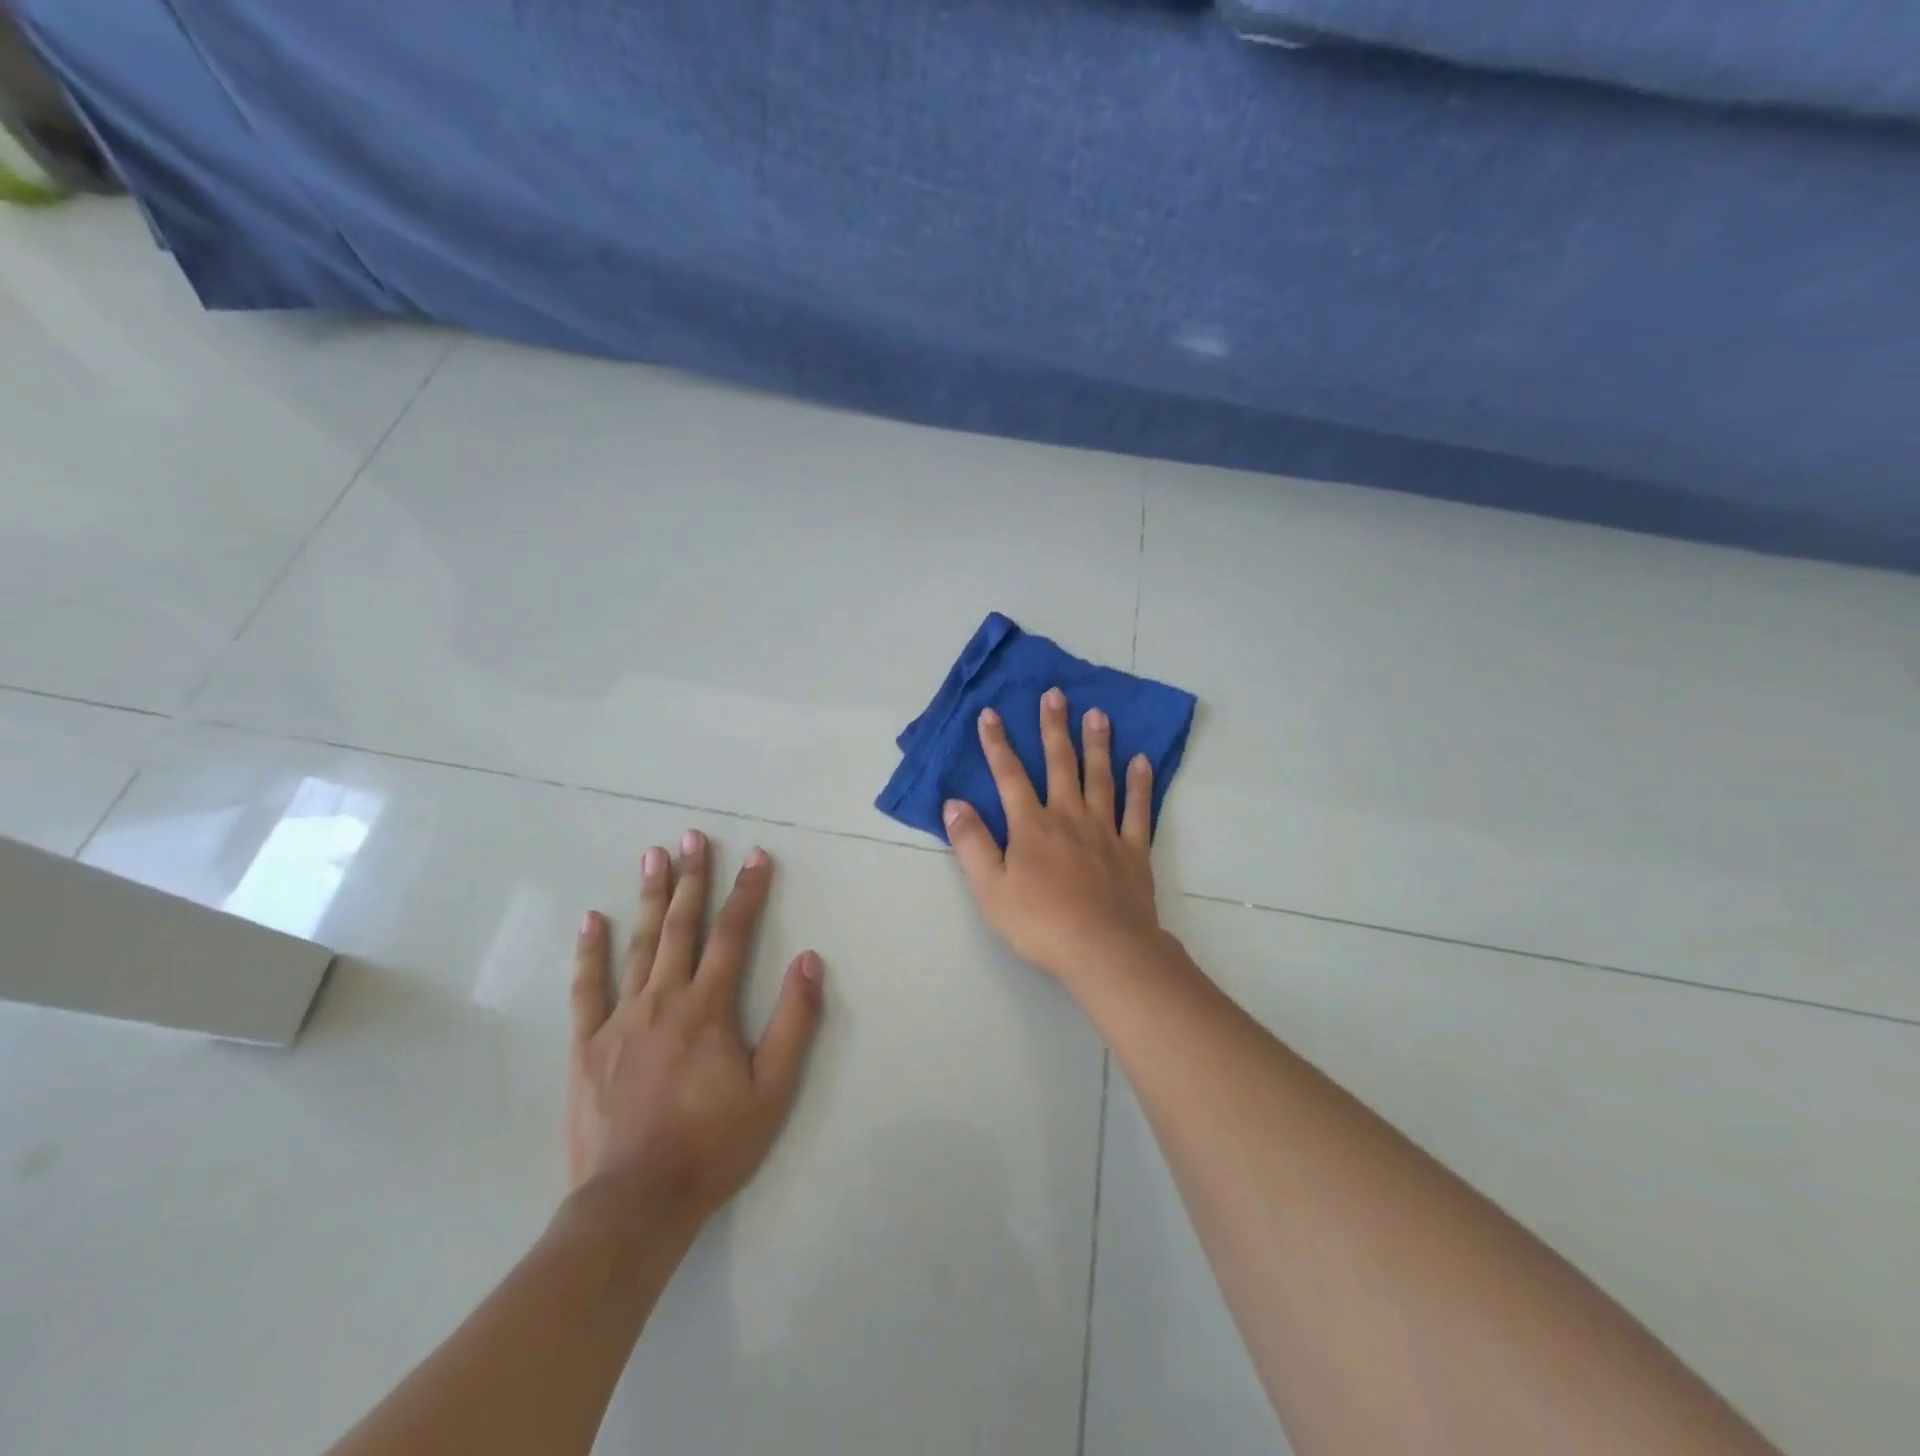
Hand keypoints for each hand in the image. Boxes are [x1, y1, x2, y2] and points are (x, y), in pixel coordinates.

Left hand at [568, 831, 823, 1239]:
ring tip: (653, 856)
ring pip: (638, 945)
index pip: (733, 934)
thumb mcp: (773, 1090)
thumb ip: (794, 1021)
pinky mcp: (587, 1046)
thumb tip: (811, 961)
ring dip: (650, 898)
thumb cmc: (712, 1145)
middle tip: (694, 836)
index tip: (758, 856)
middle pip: (681, 926)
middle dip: (693, 878)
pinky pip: (587, 988)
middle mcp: (663, 1000)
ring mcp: (620, 1020)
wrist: (634, 1204)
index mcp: (708, 1008)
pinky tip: (593, 919)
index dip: (749, 892)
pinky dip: (590, 951)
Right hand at [944, 688, 1167, 987]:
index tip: (990, 713)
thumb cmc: (1039, 923)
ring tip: (1098, 714)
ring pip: (1100, 777)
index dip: (997, 744)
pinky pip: (1137, 809)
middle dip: (1054, 728)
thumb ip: (971, 843)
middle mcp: (1068, 816)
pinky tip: (1141, 761)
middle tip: (1055, 694)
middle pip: (1060, 764)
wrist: (1103, 949)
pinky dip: (1139, 784)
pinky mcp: (1133, 849)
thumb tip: (954, 803)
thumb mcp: (990, 888)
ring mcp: (1104, 830)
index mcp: (1031, 826)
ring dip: (1097, 744)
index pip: (1009, 775)